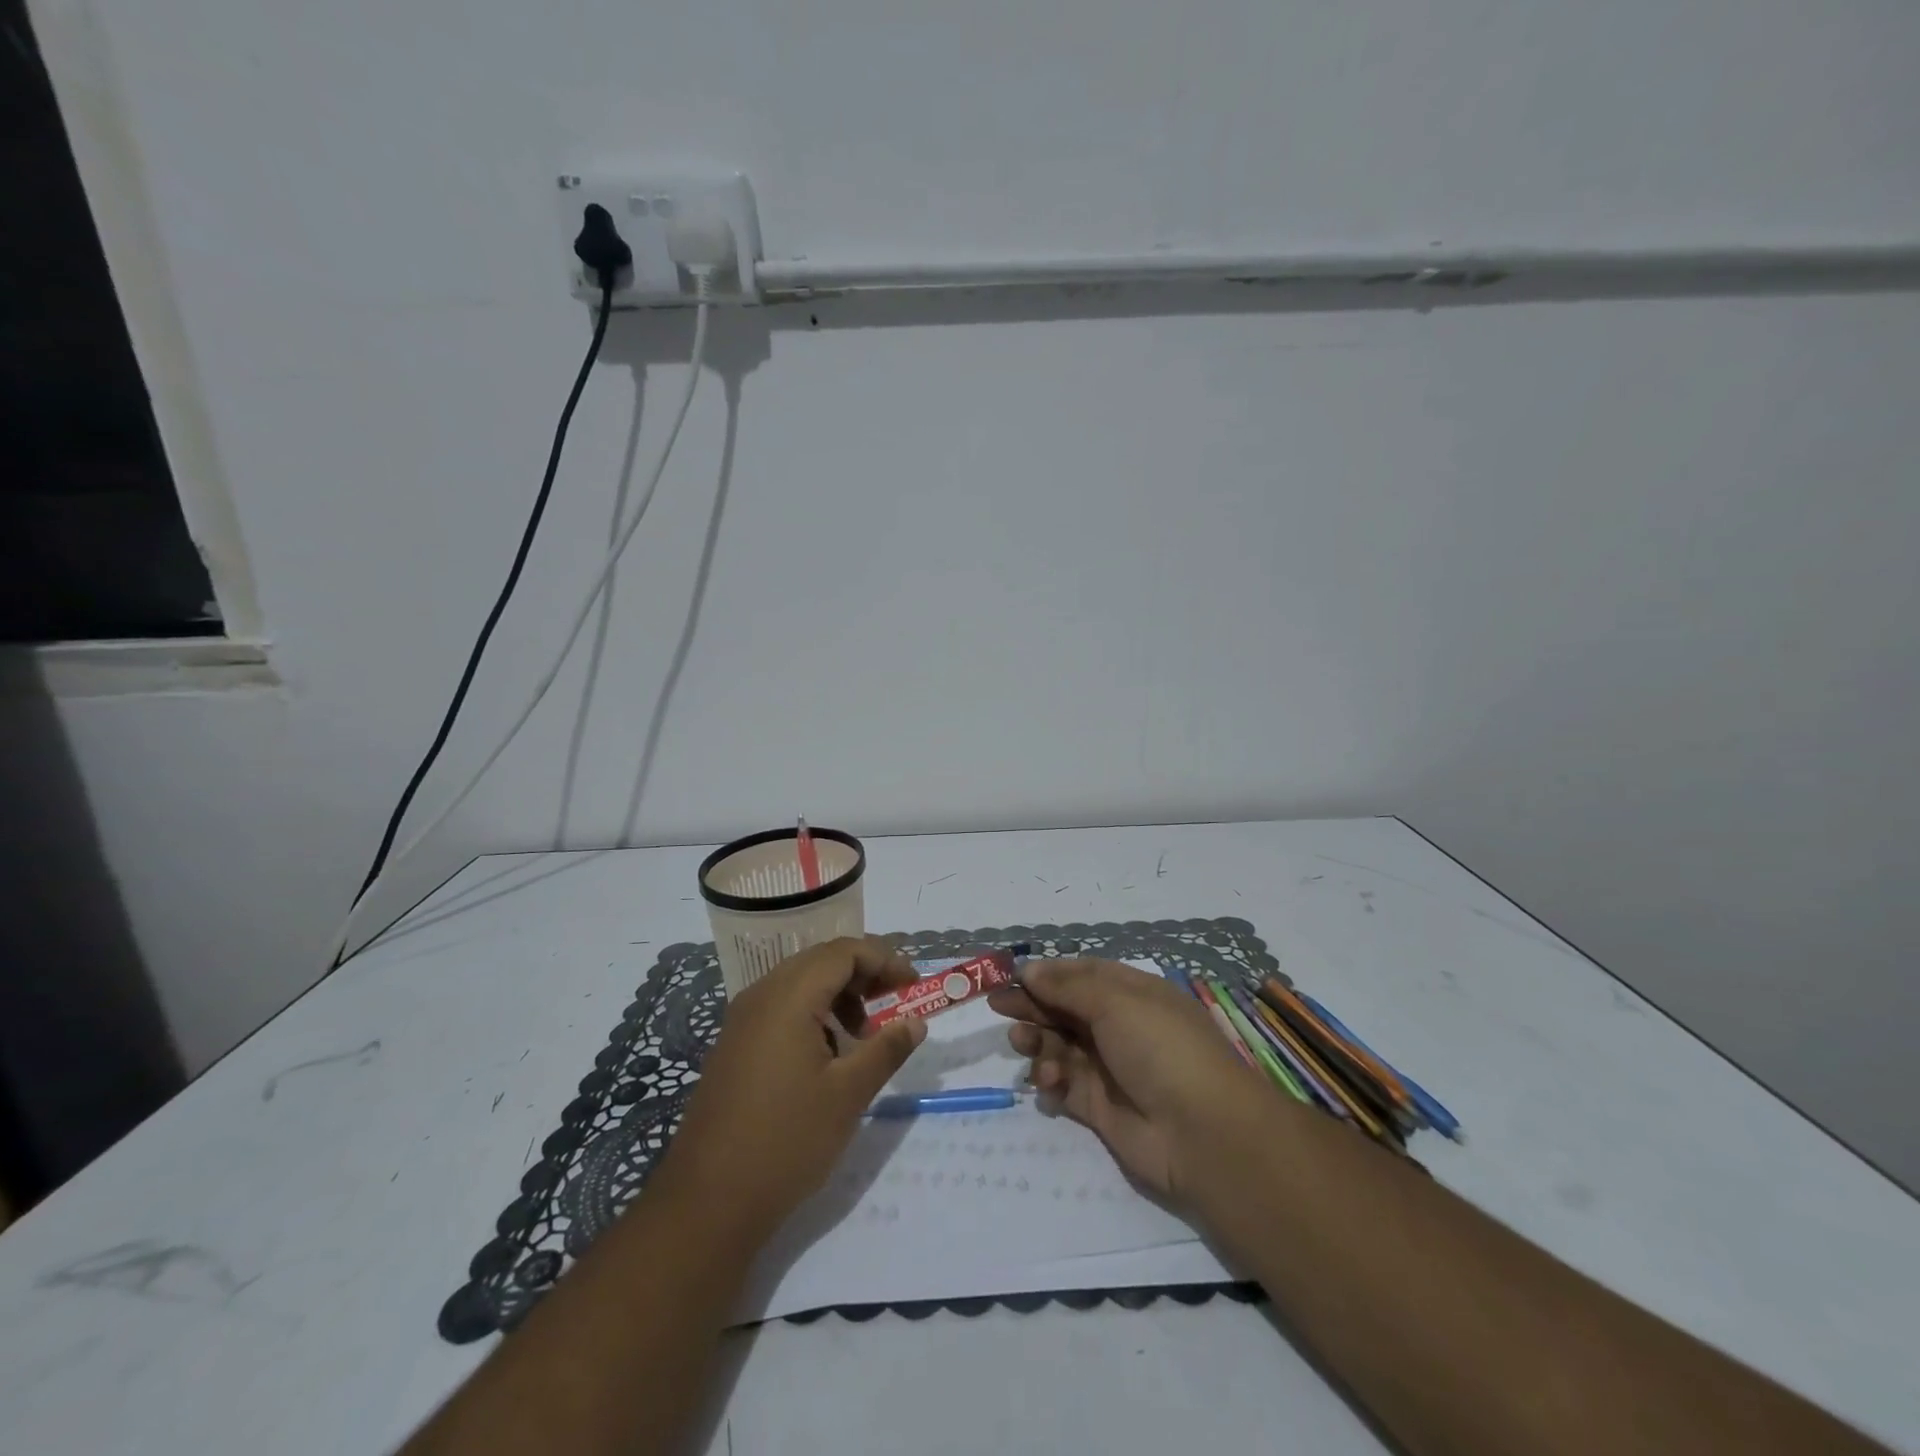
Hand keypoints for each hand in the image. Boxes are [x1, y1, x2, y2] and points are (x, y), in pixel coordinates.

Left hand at [651, 937, 927, 1240]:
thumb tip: (915, 1022)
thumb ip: (886, 1049)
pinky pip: (781, 1008)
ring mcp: (742, 1020)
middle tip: (895, 1006)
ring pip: (801, 984)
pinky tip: (828, 1057)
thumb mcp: (848, 1095)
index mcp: (788, 997)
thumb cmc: (785, 1141)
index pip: (844, 951)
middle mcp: (761, 995)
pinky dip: (814, 1015)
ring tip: (864, 1037)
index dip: (884, 960)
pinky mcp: (735, 1045)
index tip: (913, 987)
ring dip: (840, 996)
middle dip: (864, 975)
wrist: (707, 1202)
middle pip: (821, 961)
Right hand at [988, 958, 1267, 1206]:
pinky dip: (1049, 1079)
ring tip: (1022, 1042)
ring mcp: (1108, 1067)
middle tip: (998, 1006)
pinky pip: (1062, 1084)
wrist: (1202, 1133)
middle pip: (1065, 1009)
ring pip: (1059, 1045)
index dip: (1047, 974)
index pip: (1082, 975)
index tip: (1011, 976)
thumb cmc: (1161, 1048)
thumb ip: (1067, 987)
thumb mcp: (1116, 1002)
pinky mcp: (1098, 1107)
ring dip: (1037, 1041)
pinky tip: (1048, 1081)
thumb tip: (1028, 969)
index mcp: (1131, 993)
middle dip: (1032, 1005)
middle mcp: (1119, 1026)